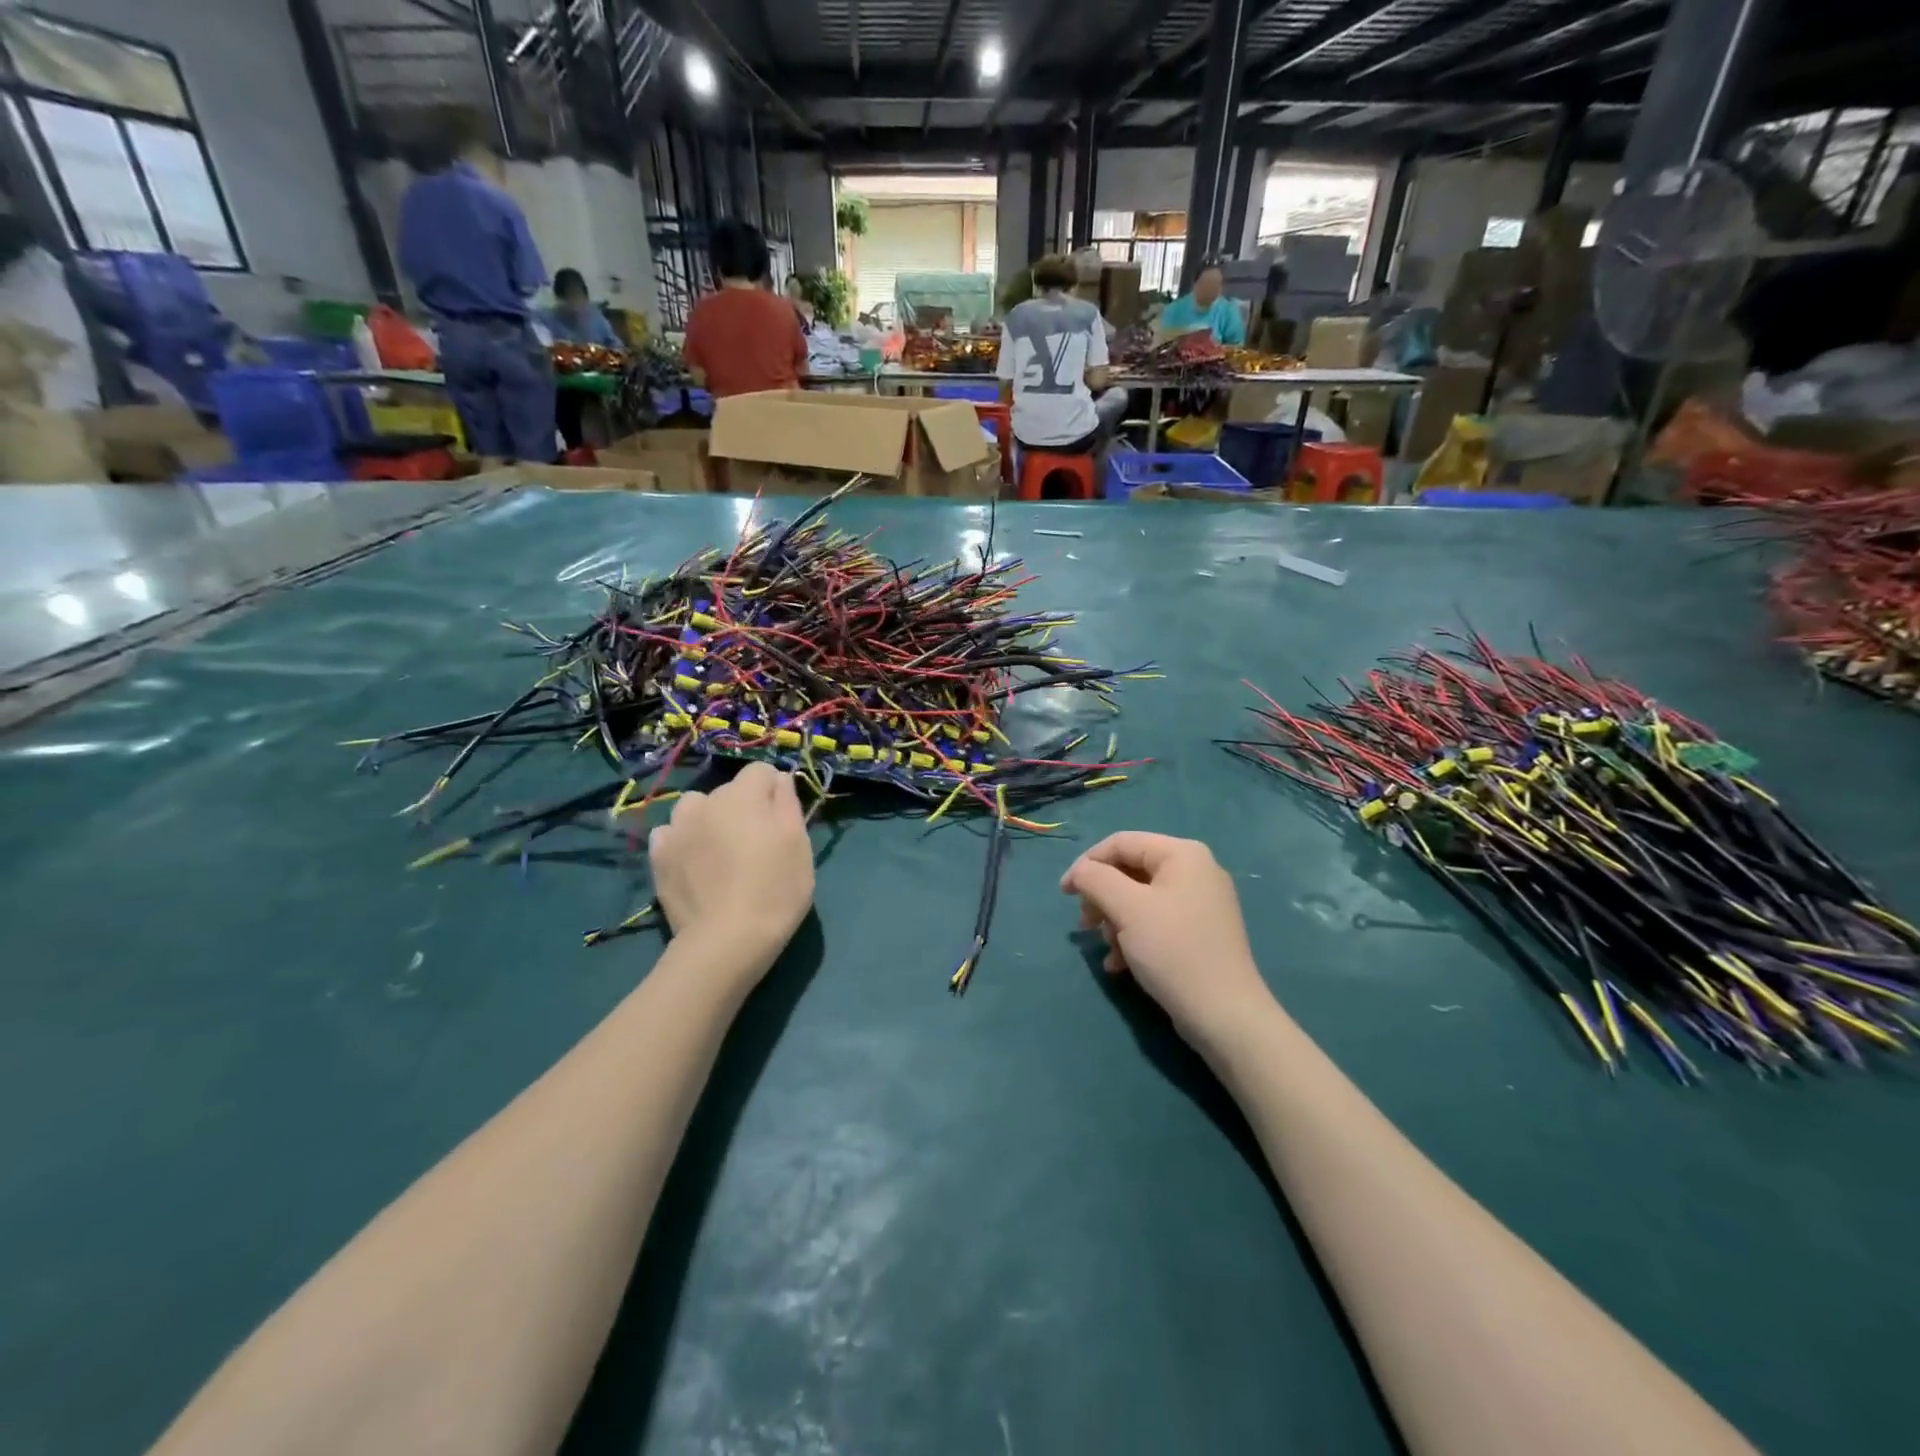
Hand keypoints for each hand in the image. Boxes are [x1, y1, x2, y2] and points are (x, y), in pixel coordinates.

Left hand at [648, 762, 814, 972]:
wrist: (727, 939)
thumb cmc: (775, 889)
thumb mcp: (799, 844)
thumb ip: (788, 803)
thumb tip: (779, 779)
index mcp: (743, 795)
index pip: (761, 771)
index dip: (774, 791)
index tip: (781, 820)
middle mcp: (706, 802)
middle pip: (729, 791)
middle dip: (743, 807)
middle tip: (755, 844)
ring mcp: (677, 828)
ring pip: (696, 808)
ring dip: (709, 820)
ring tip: (720, 852)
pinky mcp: (658, 856)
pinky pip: (672, 834)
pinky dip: (684, 842)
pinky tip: (695, 865)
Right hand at [1060, 832, 1273, 1046]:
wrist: (1224, 1014)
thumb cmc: (1173, 950)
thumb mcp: (1127, 908)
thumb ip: (1096, 879)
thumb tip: (1080, 871)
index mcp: (1183, 854)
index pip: (1121, 843)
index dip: (1087, 864)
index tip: (1064, 894)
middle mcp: (1195, 870)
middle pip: (1130, 870)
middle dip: (1102, 898)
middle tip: (1086, 925)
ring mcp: (1200, 903)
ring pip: (1139, 899)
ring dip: (1115, 921)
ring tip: (1108, 950)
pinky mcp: (1199, 932)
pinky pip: (1156, 921)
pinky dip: (1133, 937)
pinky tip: (1120, 964)